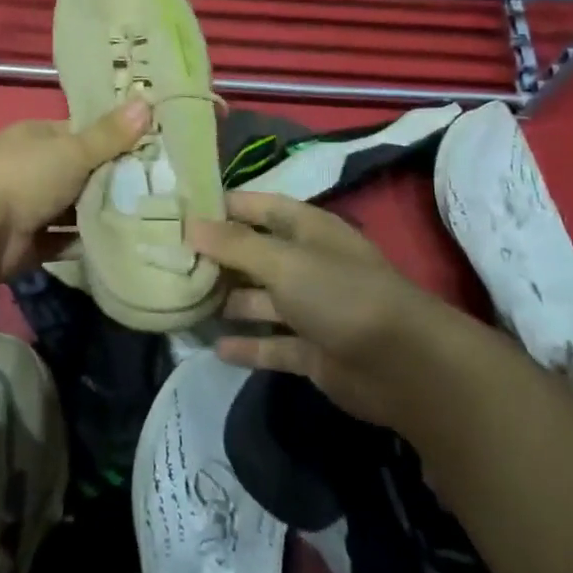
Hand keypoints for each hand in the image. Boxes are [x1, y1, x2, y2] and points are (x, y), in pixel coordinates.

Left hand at [0, 100, 151, 280]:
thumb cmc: (26, 177)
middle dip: (112, 179)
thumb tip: (147, 101)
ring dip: (101, 213)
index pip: (79, 133)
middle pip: (80, 172)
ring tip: (149, 215)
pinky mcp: (32, 242)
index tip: (149, 147)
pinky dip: (87, 242)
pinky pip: (66, 241)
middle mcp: (32, 169)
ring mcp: (30, 207)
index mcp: (36, 137)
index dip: (112, 138)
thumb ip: (110, 135)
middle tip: (158, 185)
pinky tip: (123, 242)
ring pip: (74, 208)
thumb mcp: (73, 150)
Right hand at [186, 191, 463, 431]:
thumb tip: (190, 224)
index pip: (257, 207)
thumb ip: (235, 244)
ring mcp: (311, 309)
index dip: (221, 207)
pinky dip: (248, 346)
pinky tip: (216, 348)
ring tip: (183, 303)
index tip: (178, 212)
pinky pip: (272, 345)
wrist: (404, 366)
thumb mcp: (284, 261)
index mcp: (307, 230)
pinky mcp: (313, 351)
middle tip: (167, 261)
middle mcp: (307, 264)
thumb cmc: (341, 294)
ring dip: (228, 302)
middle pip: (254, 254)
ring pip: (260, 300)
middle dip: (217, 257)